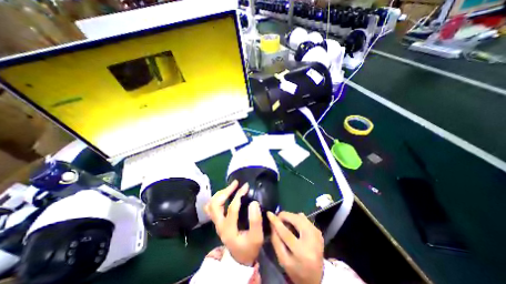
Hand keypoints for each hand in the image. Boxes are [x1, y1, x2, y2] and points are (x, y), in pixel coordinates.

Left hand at [204, 181, 264, 264]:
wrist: (239, 258)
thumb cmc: (249, 248)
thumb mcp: (257, 237)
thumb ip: (256, 221)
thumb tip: (253, 202)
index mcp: (229, 229)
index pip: (232, 208)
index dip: (239, 195)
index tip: (246, 186)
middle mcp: (219, 225)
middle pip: (215, 204)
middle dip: (226, 191)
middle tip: (236, 183)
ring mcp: (216, 223)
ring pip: (211, 204)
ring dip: (221, 193)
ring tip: (231, 187)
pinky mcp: (217, 221)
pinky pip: (211, 207)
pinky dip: (217, 198)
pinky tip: (225, 194)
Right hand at [269, 210, 323, 283]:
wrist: (317, 276)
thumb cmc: (297, 270)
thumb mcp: (283, 260)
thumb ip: (276, 240)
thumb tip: (272, 222)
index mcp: (302, 252)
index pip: (286, 233)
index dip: (276, 221)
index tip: (269, 213)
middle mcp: (312, 240)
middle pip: (295, 220)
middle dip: (284, 216)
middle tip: (278, 221)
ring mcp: (317, 233)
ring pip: (299, 216)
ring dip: (290, 218)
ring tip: (286, 225)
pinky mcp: (318, 230)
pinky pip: (304, 219)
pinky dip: (296, 220)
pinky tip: (295, 227)